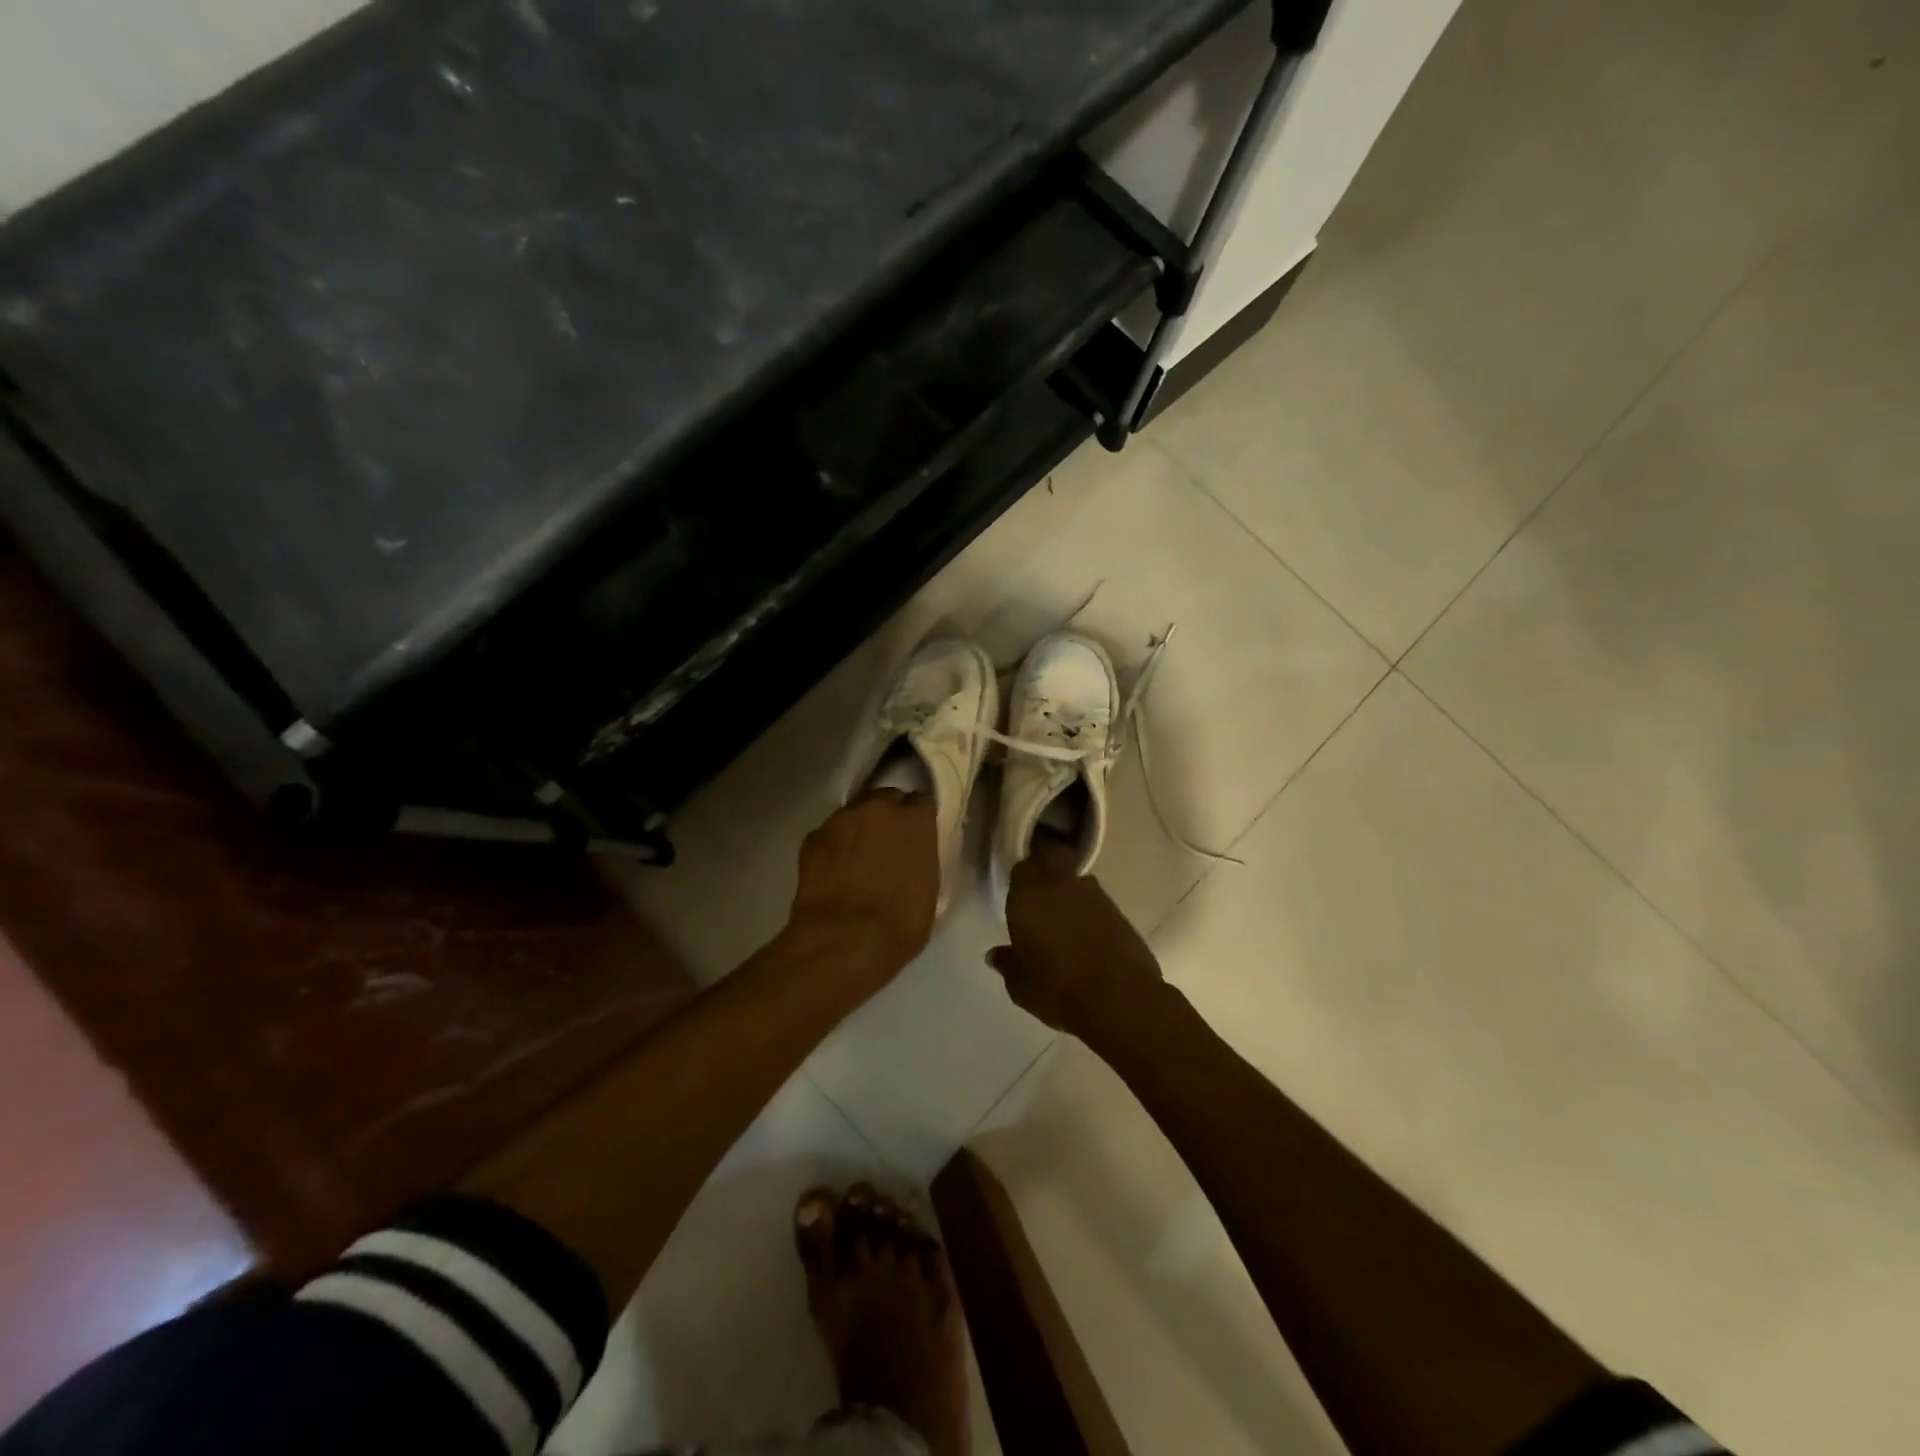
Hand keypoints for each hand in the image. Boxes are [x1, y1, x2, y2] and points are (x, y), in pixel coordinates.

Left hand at [788, 790, 939, 981]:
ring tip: (856, 861)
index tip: (916, 839)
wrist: (844, 941)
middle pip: (885, 800)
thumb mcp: (928, 889)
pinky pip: (829, 835)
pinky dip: (833, 847)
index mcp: (915, 820)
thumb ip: (921, 859)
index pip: (921, 803)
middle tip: (887, 848)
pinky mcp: (811, 838)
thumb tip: (911, 857)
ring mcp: (840, 820)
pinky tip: (833, 872)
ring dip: (858, 830)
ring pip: (853, 815)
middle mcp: (878, 808)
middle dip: (887, 818)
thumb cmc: (900, 923)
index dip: (918, 821)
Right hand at [987, 837, 1169, 1047]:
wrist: (1119, 1000)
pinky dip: (1092, 914)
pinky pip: (1098, 904)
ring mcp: (1096, 896)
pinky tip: (1089, 939)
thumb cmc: (1056, 987)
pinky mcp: (1120, 913)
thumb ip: (1007, 963)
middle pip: (1055, 858)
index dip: (1021, 878)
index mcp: (1030, 893)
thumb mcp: (1020, 984)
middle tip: (1041, 894)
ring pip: (1078, 881)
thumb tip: (995, 955)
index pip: (1022, 868)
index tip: (1018, 894)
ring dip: (1071, 894)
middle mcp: (1062, 884)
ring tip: (1066, 922)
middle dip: (1048, 868)